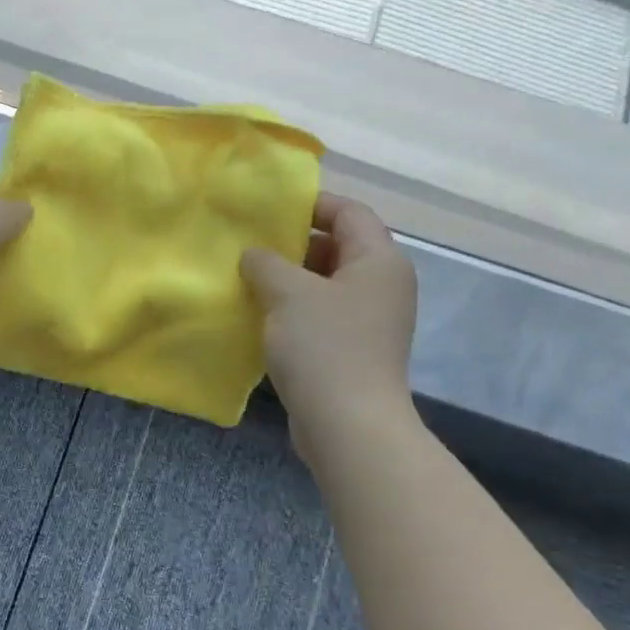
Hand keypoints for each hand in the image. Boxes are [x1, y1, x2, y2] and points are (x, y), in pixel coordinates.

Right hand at [241, 193, 418, 464]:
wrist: (348, 425)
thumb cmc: (324, 347)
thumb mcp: (288, 293)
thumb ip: (266, 263)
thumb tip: (254, 254)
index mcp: (379, 261)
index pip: (350, 212)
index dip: (311, 204)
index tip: (269, 209)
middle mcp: (382, 285)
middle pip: (338, 247)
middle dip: (294, 245)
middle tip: (250, 245)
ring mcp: (370, 320)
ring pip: (325, 284)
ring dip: (289, 280)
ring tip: (247, 278)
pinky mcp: (354, 349)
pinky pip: (322, 314)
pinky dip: (294, 310)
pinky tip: (260, 316)